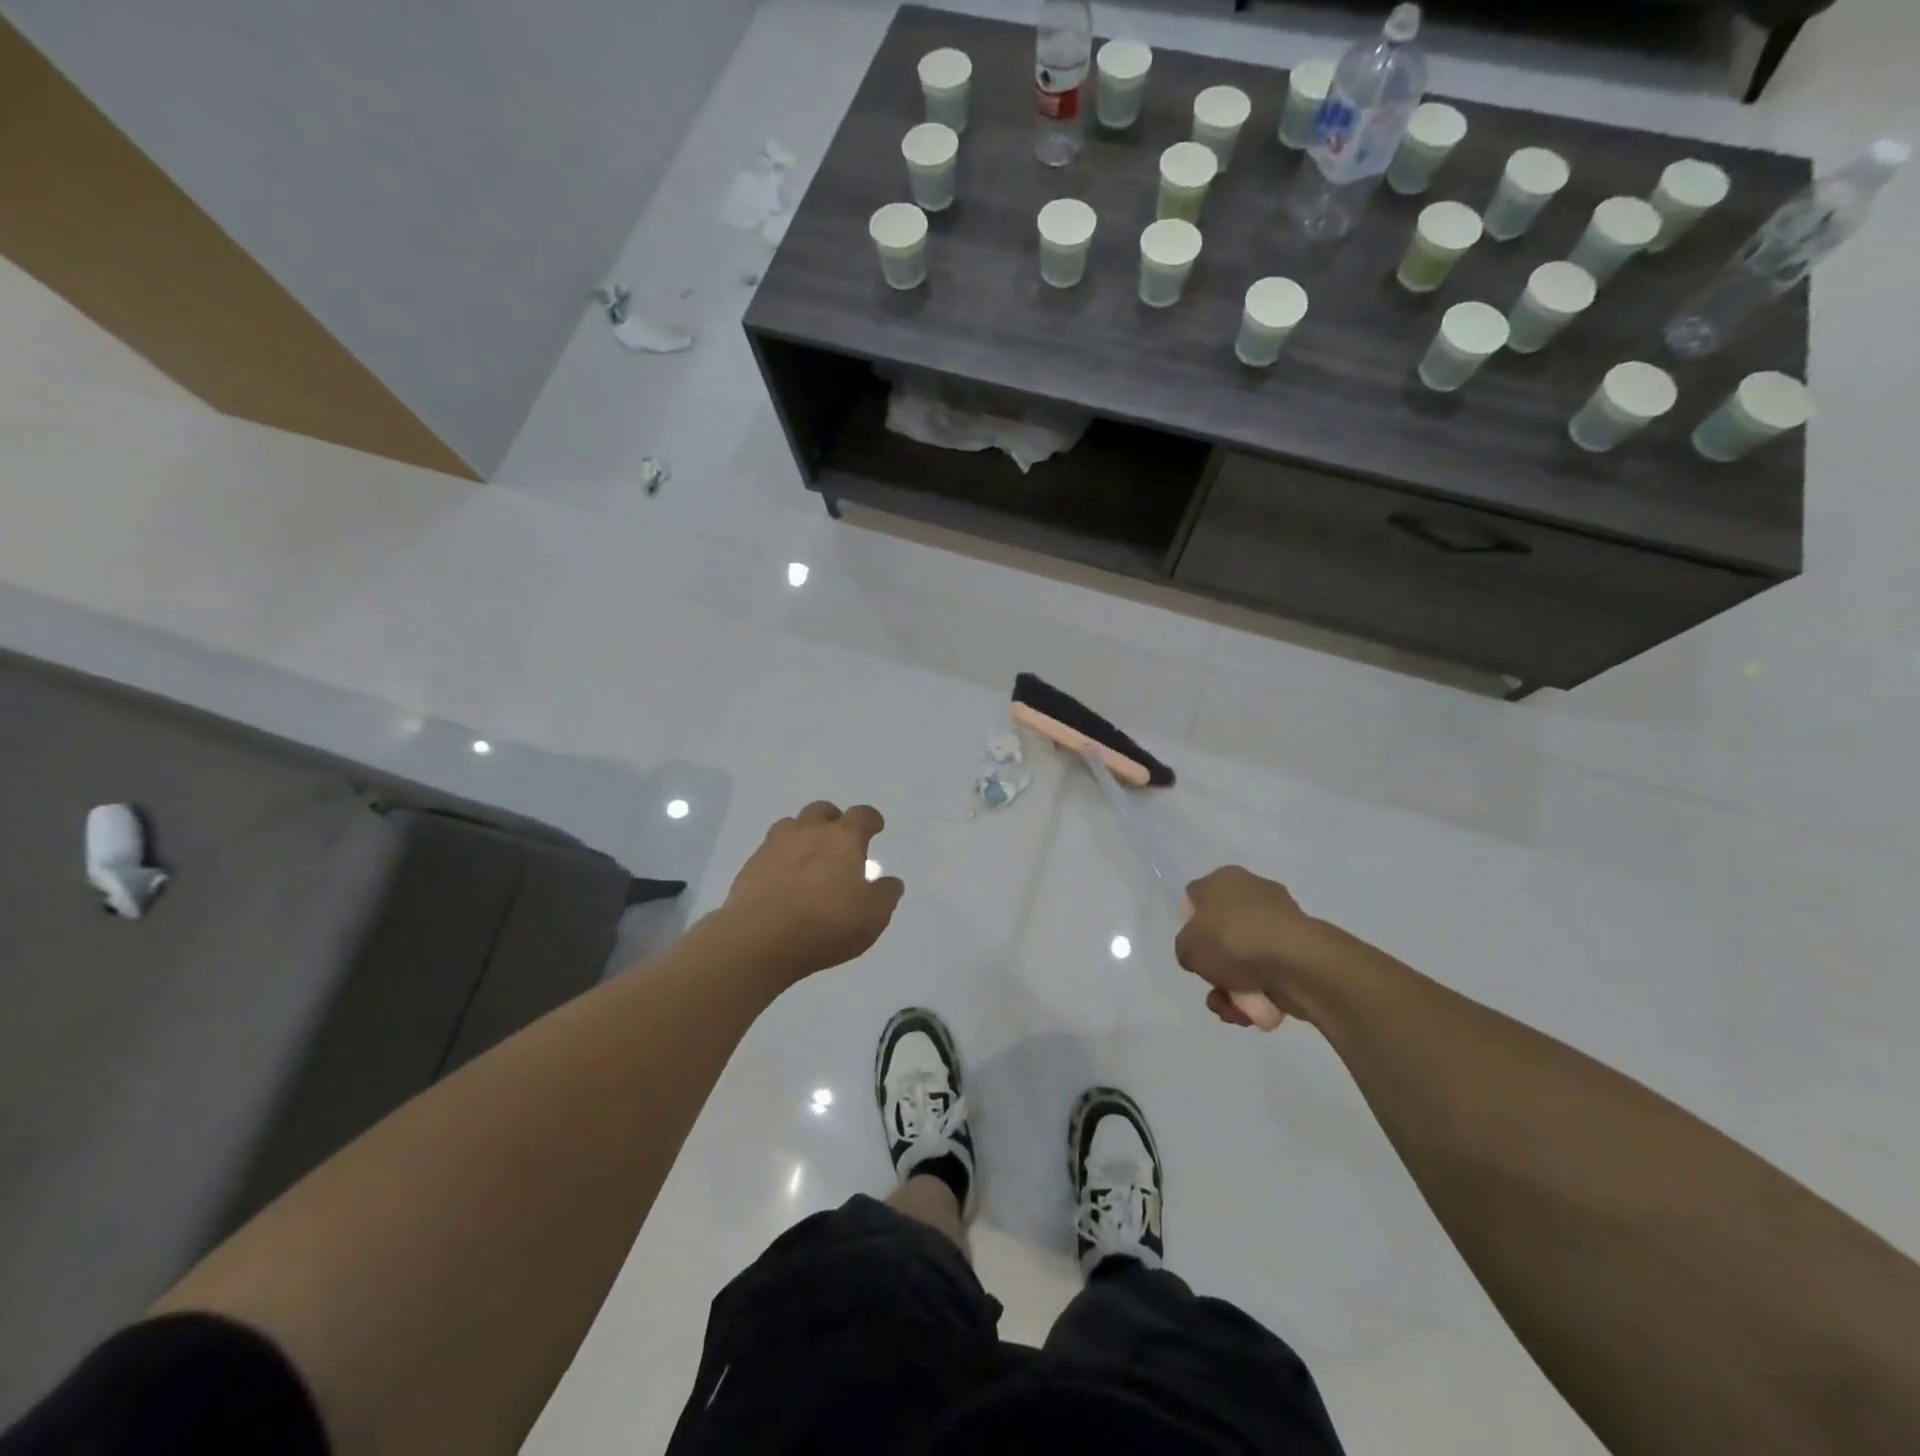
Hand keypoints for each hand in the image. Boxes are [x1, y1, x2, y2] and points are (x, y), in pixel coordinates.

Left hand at [722, 801, 904, 983]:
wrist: (758, 940)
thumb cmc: (825, 924)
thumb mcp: (872, 916)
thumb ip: (885, 895)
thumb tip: (891, 881)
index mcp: (843, 839)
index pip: (861, 815)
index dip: (871, 819)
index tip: (875, 827)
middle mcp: (809, 832)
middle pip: (822, 811)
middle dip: (833, 820)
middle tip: (839, 840)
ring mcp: (775, 846)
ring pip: (791, 825)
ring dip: (803, 834)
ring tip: (809, 857)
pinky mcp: (750, 866)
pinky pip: (770, 851)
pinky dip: (781, 858)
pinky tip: (784, 880)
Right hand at [1175, 866, 1340, 1029]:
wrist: (1295, 963)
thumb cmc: (1232, 941)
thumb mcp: (1187, 947)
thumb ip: (1187, 948)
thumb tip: (1202, 954)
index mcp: (1224, 880)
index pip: (1196, 898)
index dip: (1190, 925)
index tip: (1193, 949)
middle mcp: (1253, 892)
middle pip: (1223, 934)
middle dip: (1217, 967)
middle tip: (1215, 986)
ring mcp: (1281, 921)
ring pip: (1247, 959)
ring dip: (1238, 989)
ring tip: (1236, 1009)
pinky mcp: (1302, 949)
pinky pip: (1272, 972)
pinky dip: (1263, 993)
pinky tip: (1260, 1011)